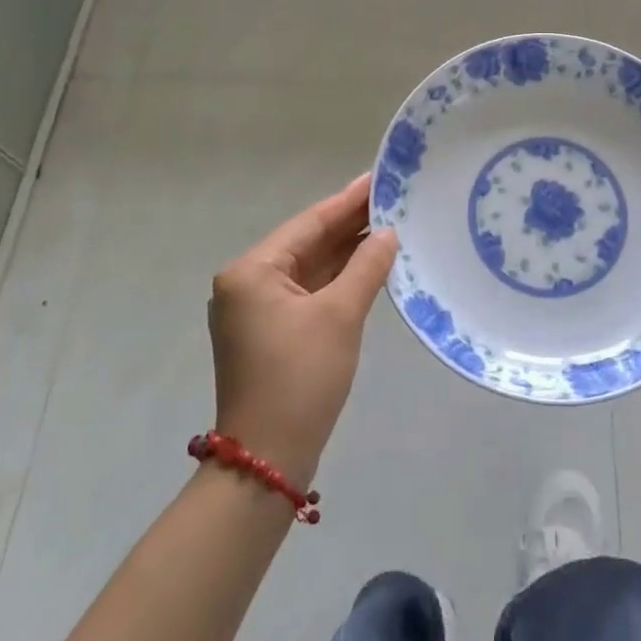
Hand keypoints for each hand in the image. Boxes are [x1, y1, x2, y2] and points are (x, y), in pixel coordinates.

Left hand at [208, 174, 398, 485]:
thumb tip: (389, 233)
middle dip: (350, 224)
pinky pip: (309, 291)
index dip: (348, 200)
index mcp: (251, 271)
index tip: (379, 177)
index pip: (309, 223)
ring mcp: (257, 310)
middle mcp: (247, 283)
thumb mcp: (340, 315)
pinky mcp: (270, 332)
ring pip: (310, 267)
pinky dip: (338, 278)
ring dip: (347, 251)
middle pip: (308, 243)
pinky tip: (370, 263)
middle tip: (393, 197)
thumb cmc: (300, 379)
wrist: (267, 463)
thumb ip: (367, 266)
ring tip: (390, 224)